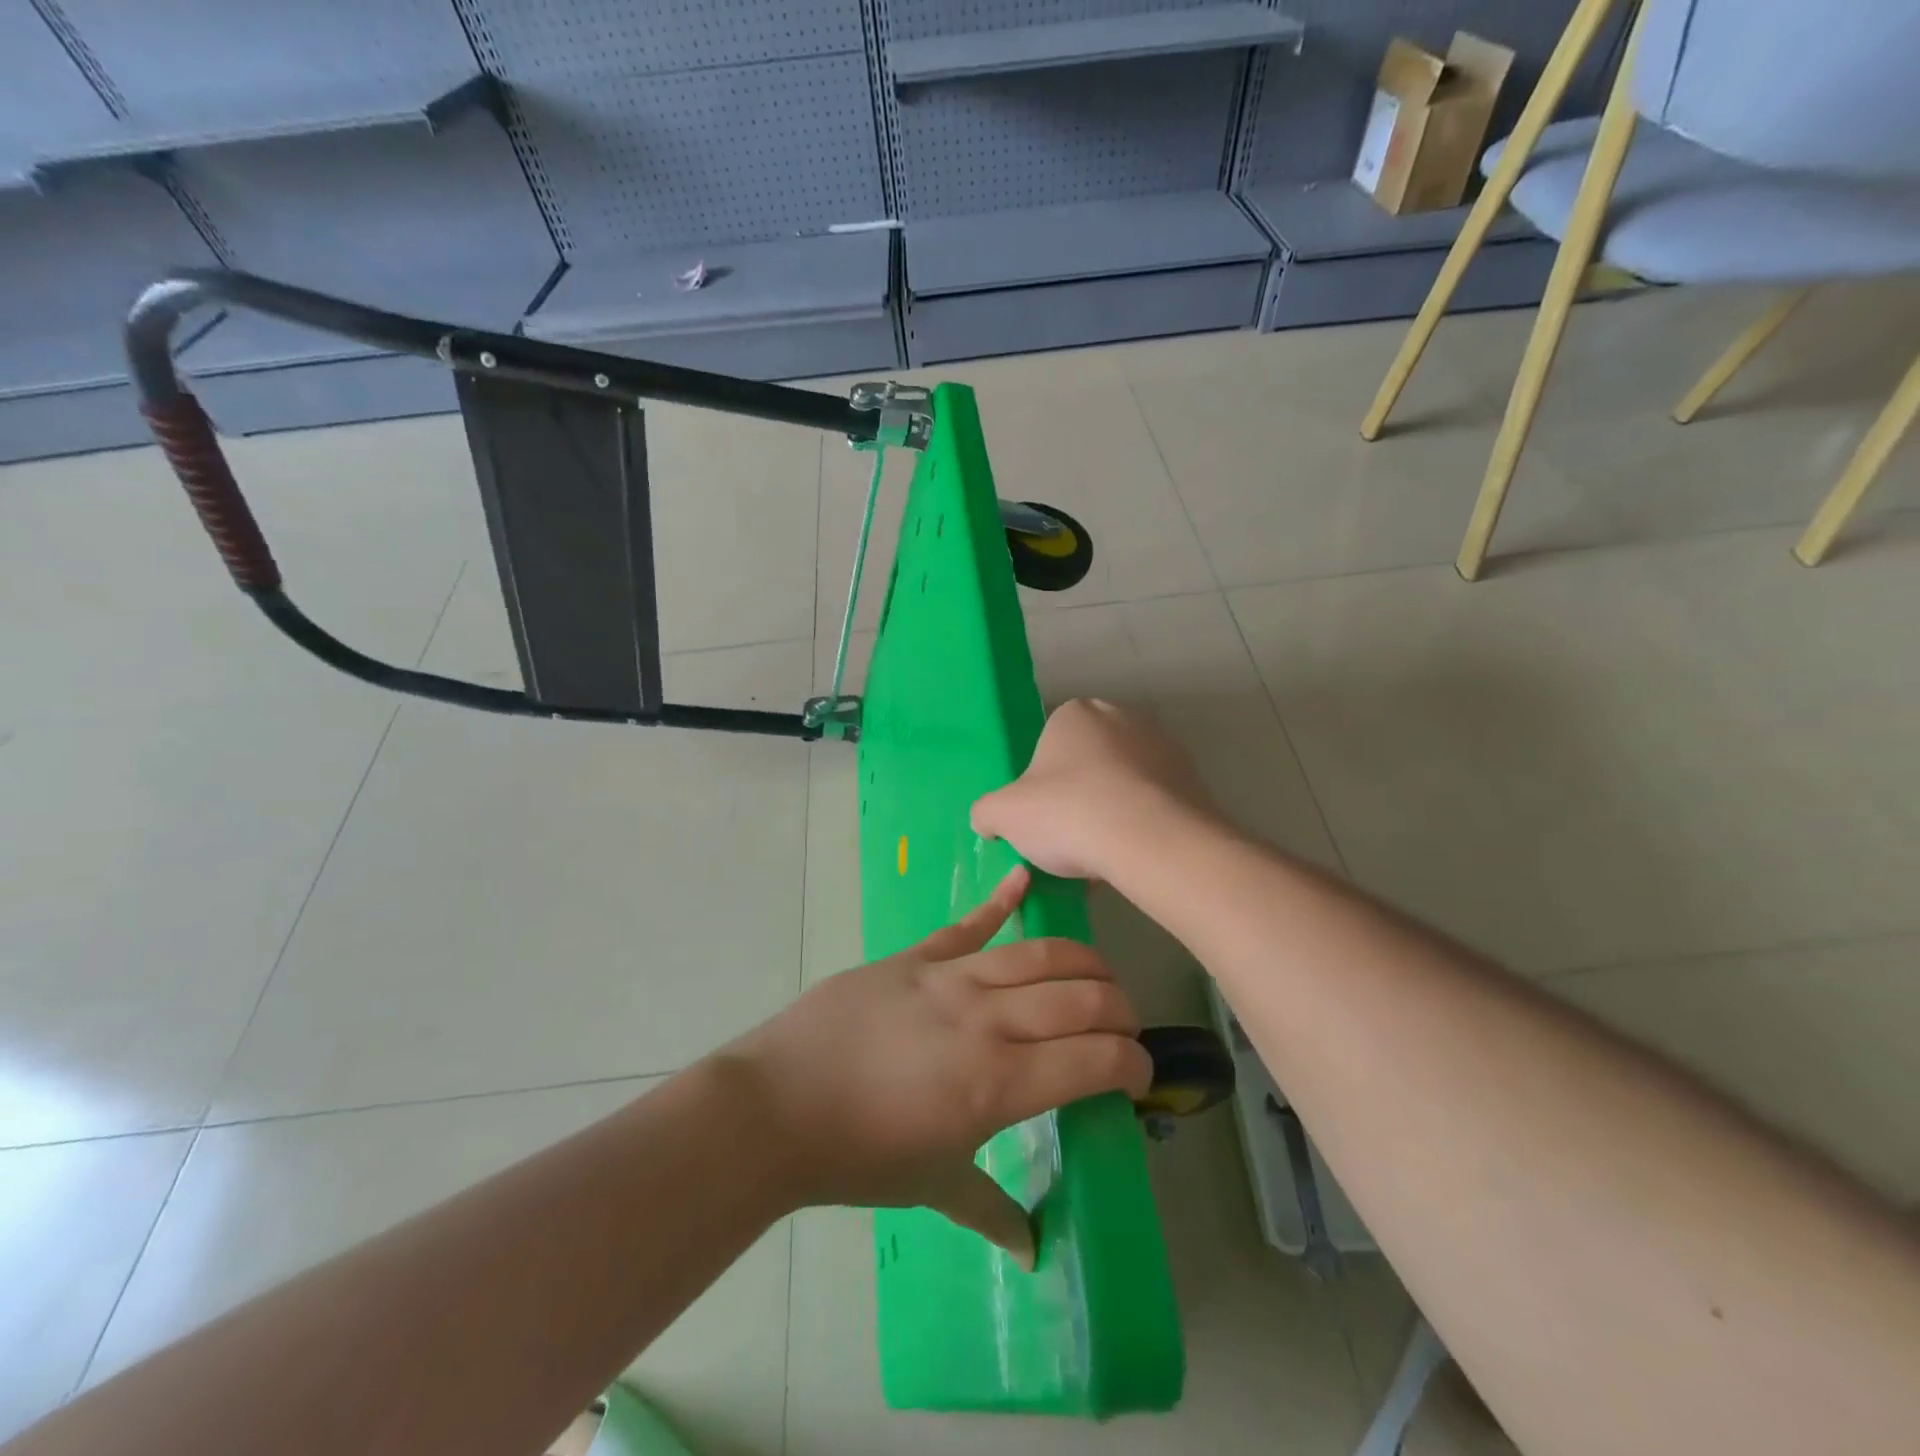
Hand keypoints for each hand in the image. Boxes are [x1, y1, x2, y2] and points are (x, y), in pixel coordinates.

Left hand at [725, 867, 1150, 1265]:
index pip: (1096, 1059)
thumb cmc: (859, 1155)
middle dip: (1118, 1008)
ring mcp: (950, 978)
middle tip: (1123, 1025)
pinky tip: (1025, 879)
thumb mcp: (933, 1188)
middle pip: (1080, 997)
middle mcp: (988, 1020)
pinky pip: (968, 925)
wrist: (778, 1105)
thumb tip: (1032, 1250)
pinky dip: (1001, 900)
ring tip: (1099, 975)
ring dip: (1081, 962)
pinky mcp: (916, 957)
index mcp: (1000, 1083)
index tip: (1138, 1074)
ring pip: (1037, 955)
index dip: (1132, 1062)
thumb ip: (991, 1211)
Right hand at [971, 698, 1216, 881]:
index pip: (1047, 746)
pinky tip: (1131, 857)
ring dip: (1111, 812)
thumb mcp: (1003, 815)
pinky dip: (1141, 824)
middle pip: (1087, 763)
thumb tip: (988, 822)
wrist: (1152, 841)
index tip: (1042, 819)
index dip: (1040, 786)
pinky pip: (1154, 803)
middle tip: (1069, 838)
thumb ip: (986, 813)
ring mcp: (1163, 745)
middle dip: (1078, 797)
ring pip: (1122, 784)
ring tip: (1101, 857)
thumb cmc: (1068, 813)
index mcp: (1075, 713)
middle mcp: (1121, 716)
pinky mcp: (1192, 778)